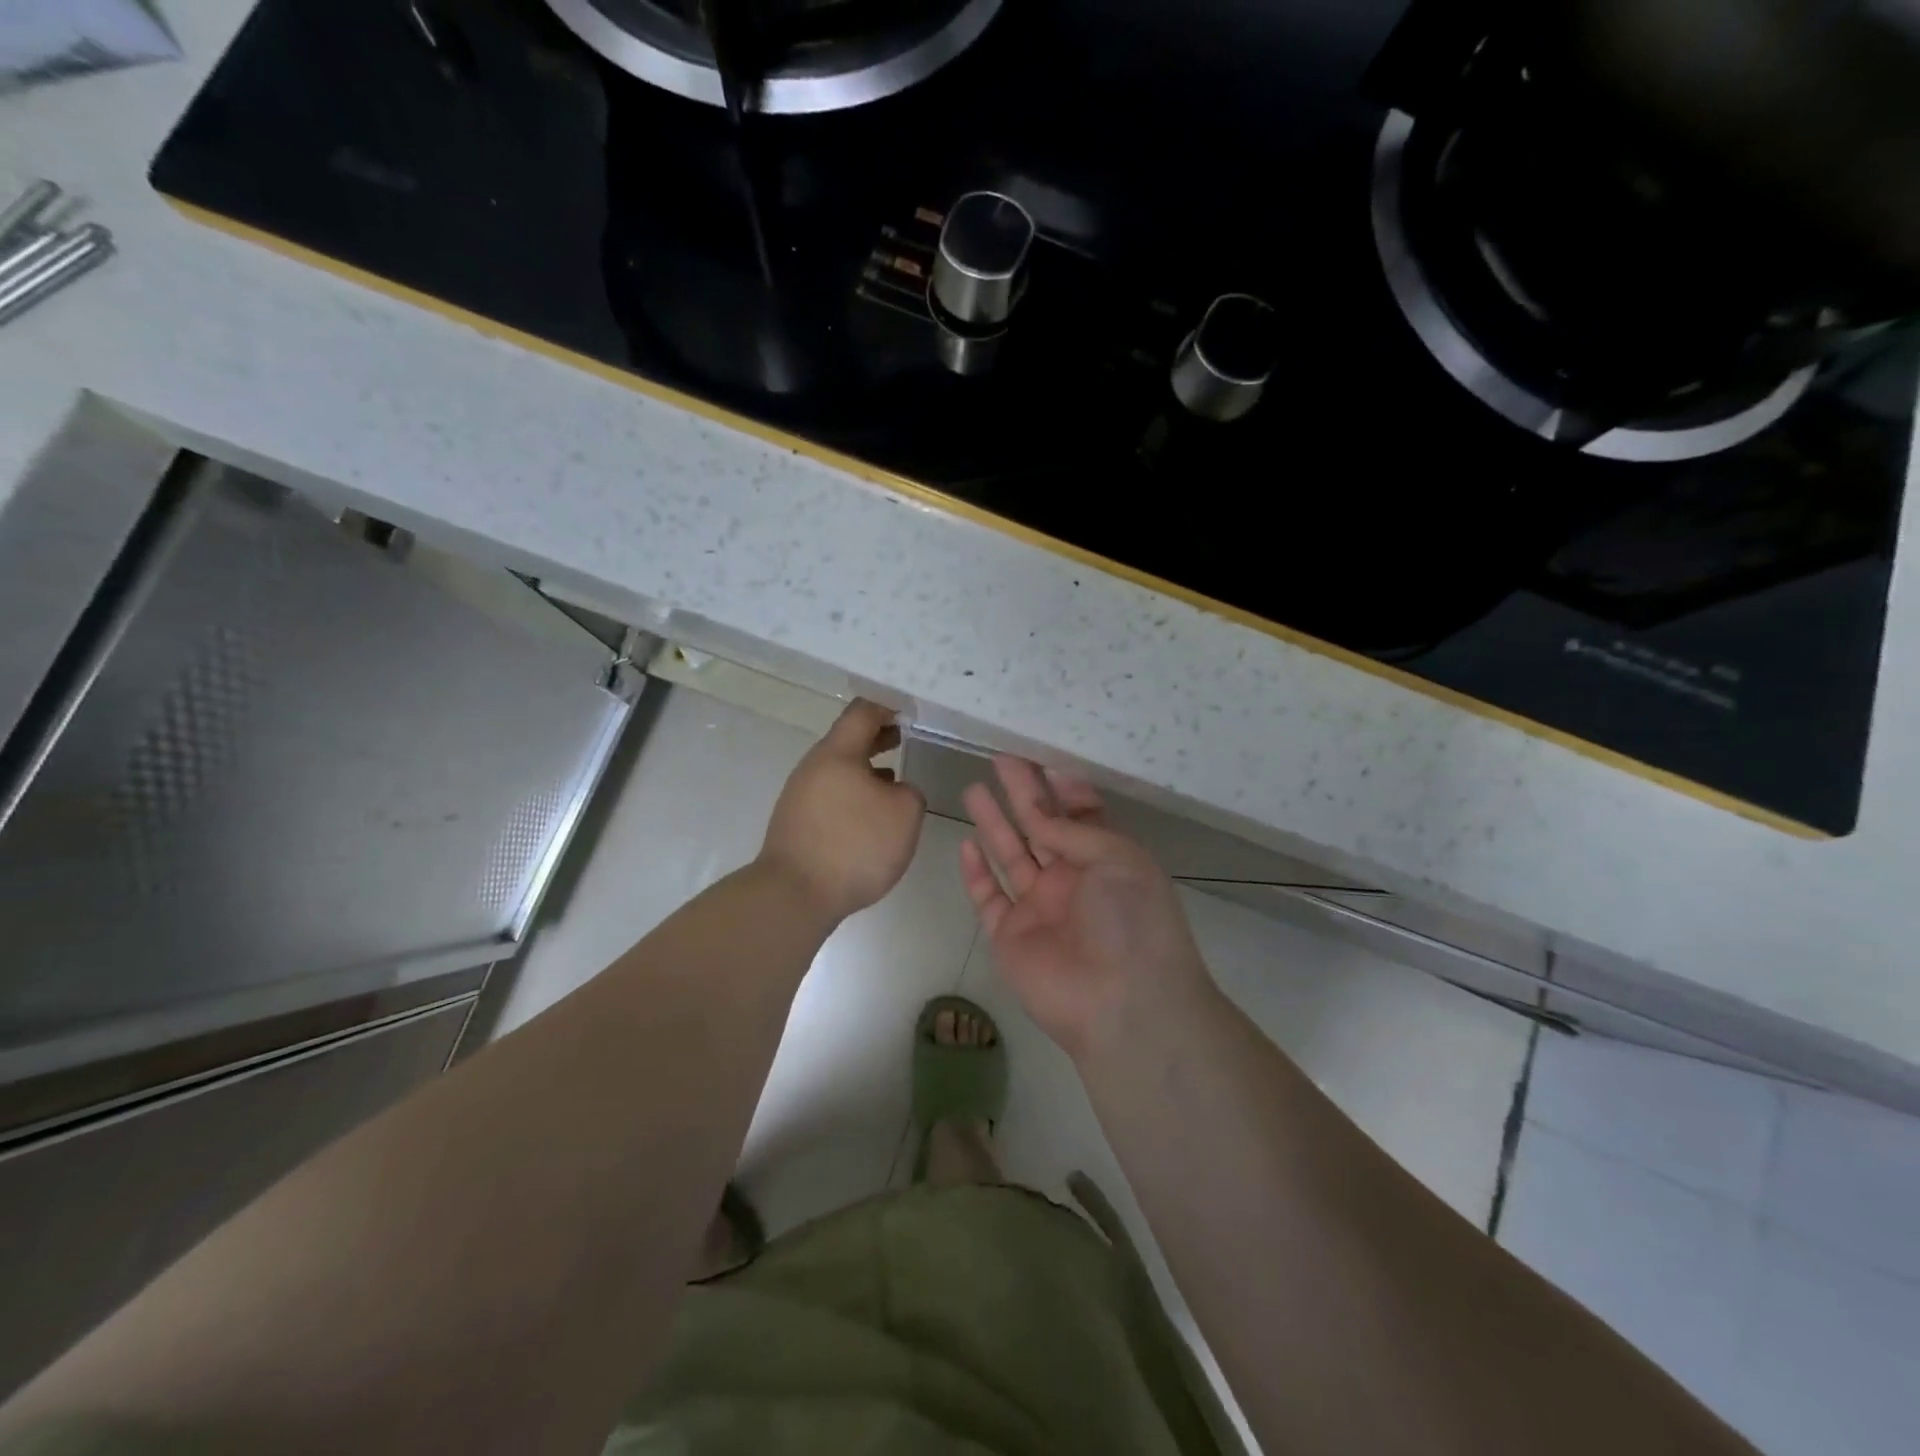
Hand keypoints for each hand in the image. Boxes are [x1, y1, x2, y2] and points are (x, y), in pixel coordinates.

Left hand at [758, 699, 926, 924]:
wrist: (795, 894)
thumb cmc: (855, 844)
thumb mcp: (904, 814)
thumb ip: (910, 792)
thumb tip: (895, 790)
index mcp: (837, 752)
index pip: (862, 712)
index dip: (888, 707)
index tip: (909, 711)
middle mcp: (814, 767)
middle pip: (848, 740)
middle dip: (878, 737)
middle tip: (905, 737)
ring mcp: (800, 795)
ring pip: (839, 770)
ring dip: (866, 769)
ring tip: (894, 779)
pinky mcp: (797, 823)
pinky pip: (831, 795)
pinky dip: (854, 794)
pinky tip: (870, 816)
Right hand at [959, 757, 1214, 1062]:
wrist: (1122, 1003)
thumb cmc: (1131, 920)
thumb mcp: (1117, 858)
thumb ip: (1071, 829)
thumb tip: (1037, 809)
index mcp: (1106, 861)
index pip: (1080, 816)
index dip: (1060, 789)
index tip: (1040, 758)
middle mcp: (1072, 881)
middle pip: (1041, 828)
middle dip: (1022, 794)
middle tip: (1000, 759)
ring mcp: (1039, 908)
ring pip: (1011, 856)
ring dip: (994, 823)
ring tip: (974, 788)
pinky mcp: (1009, 936)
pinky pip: (988, 897)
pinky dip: (976, 873)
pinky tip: (966, 843)